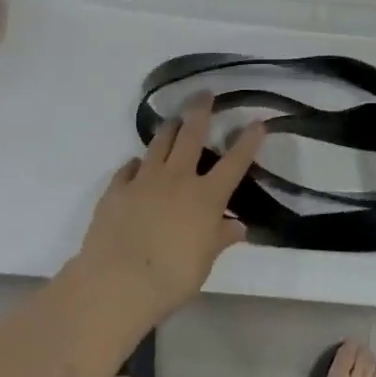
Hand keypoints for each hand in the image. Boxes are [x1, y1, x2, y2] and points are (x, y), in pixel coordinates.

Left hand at [70, 95, 263, 329]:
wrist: (117, 283)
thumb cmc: (170, 278)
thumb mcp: (204, 263)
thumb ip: (220, 239)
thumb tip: (238, 226)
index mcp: (205, 197)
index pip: (234, 163)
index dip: (248, 141)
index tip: (258, 122)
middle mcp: (177, 179)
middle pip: (191, 136)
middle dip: (200, 111)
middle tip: (204, 94)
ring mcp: (144, 180)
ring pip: (159, 143)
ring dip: (169, 129)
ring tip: (174, 120)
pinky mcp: (117, 189)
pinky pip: (128, 168)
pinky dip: (136, 164)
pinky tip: (137, 165)